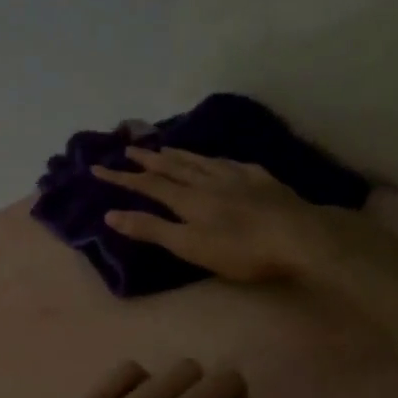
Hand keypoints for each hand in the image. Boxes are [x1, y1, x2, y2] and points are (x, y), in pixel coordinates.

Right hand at [93, 147, 351, 282]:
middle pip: (173, 167)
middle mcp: (208, 181)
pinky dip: (216, 159)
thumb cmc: (241, 250)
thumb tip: (111, 215)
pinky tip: (219, 160)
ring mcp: (237, 177)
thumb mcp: (190, 246)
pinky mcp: (262, 179)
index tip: (97, 169)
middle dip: (148, 160)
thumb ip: (152, 229)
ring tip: (164, 148)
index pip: (148, 186)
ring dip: (179, 154)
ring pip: (201, 161)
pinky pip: (232, 163)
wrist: (299, 236)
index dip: (122, 178)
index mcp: (188, 200)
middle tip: (130, 148)